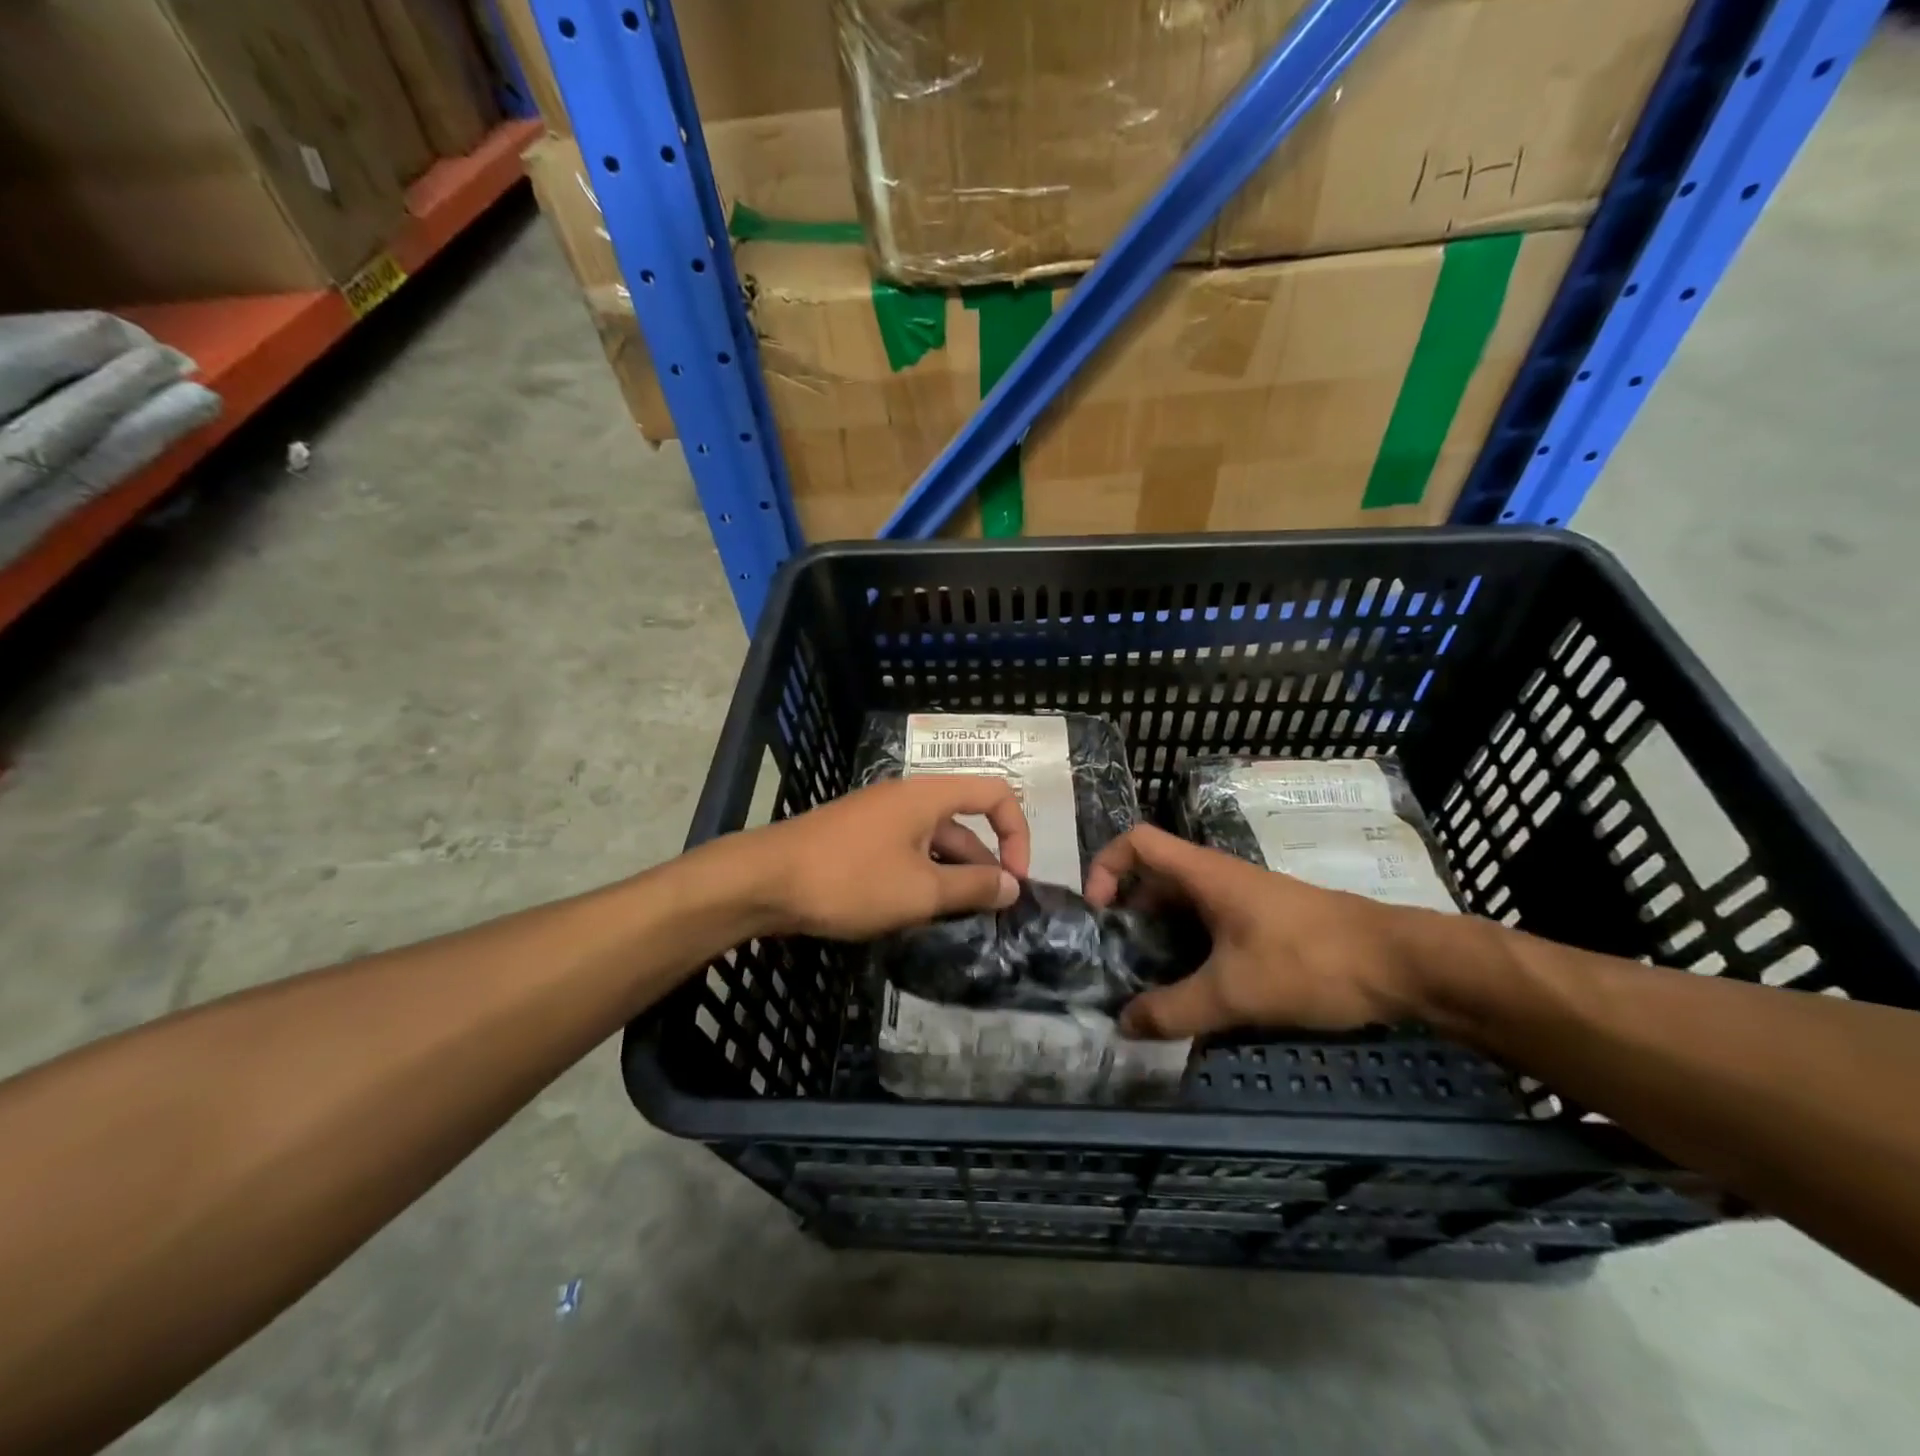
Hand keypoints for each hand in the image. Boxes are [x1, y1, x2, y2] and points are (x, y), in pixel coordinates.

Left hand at [744, 777, 1029, 940]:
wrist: (763, 881)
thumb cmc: (850, 880)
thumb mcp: (920, 890)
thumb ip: (972, 887)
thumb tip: (1012, 886)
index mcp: (928, 796)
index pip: (995, 793)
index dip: (1017, 833)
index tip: (1014, 880)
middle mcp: (907, 798)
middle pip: (964, 823)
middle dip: (983, 866)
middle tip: (988, 914)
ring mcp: (878, 818)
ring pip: (933, 843)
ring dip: (951, 877)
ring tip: (954, 921)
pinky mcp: (857, 839)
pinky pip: (905, 853)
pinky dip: (921, 878)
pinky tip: (915, 914)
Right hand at [1084, 825, 1419, 1037]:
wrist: (1400, 964)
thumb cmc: (1309, 962)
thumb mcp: (1233, 992)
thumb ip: (1173, 1010)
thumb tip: (1123, 1024)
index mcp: (1204, 874)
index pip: (1136, 842)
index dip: (1106, 866)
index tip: (1098, 913)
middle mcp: (1217, 879)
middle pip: (1153, 880)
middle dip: (1126, 917)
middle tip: (1114, 964)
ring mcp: (1242, 901)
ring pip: (1181, 910)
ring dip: (1158, 940)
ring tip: (1146, 986)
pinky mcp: (1262, 925)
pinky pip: (1208, 929)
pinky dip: (1189, 953)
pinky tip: (1193, 994)